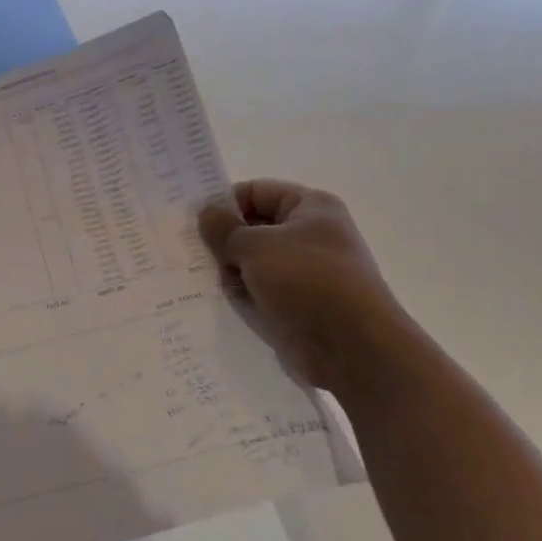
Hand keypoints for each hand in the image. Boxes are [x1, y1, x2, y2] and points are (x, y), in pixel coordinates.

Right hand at [198, 181, 409, 394]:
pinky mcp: (298, 303)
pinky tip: (217, 301)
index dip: (224, 202)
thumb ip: (224, 228)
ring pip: (253, 261)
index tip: (193, 222)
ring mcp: (304, 271)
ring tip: (200, 278)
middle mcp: (310, 235)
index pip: (256, 192)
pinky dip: (242, 294)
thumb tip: (206, 213)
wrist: (353, 349)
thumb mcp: (256, 246)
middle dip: (223, 239)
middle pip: (253, 227)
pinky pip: (260, 290)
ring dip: (230, 270)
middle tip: (188, 251)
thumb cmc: (307, 282)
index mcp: (310, 208)